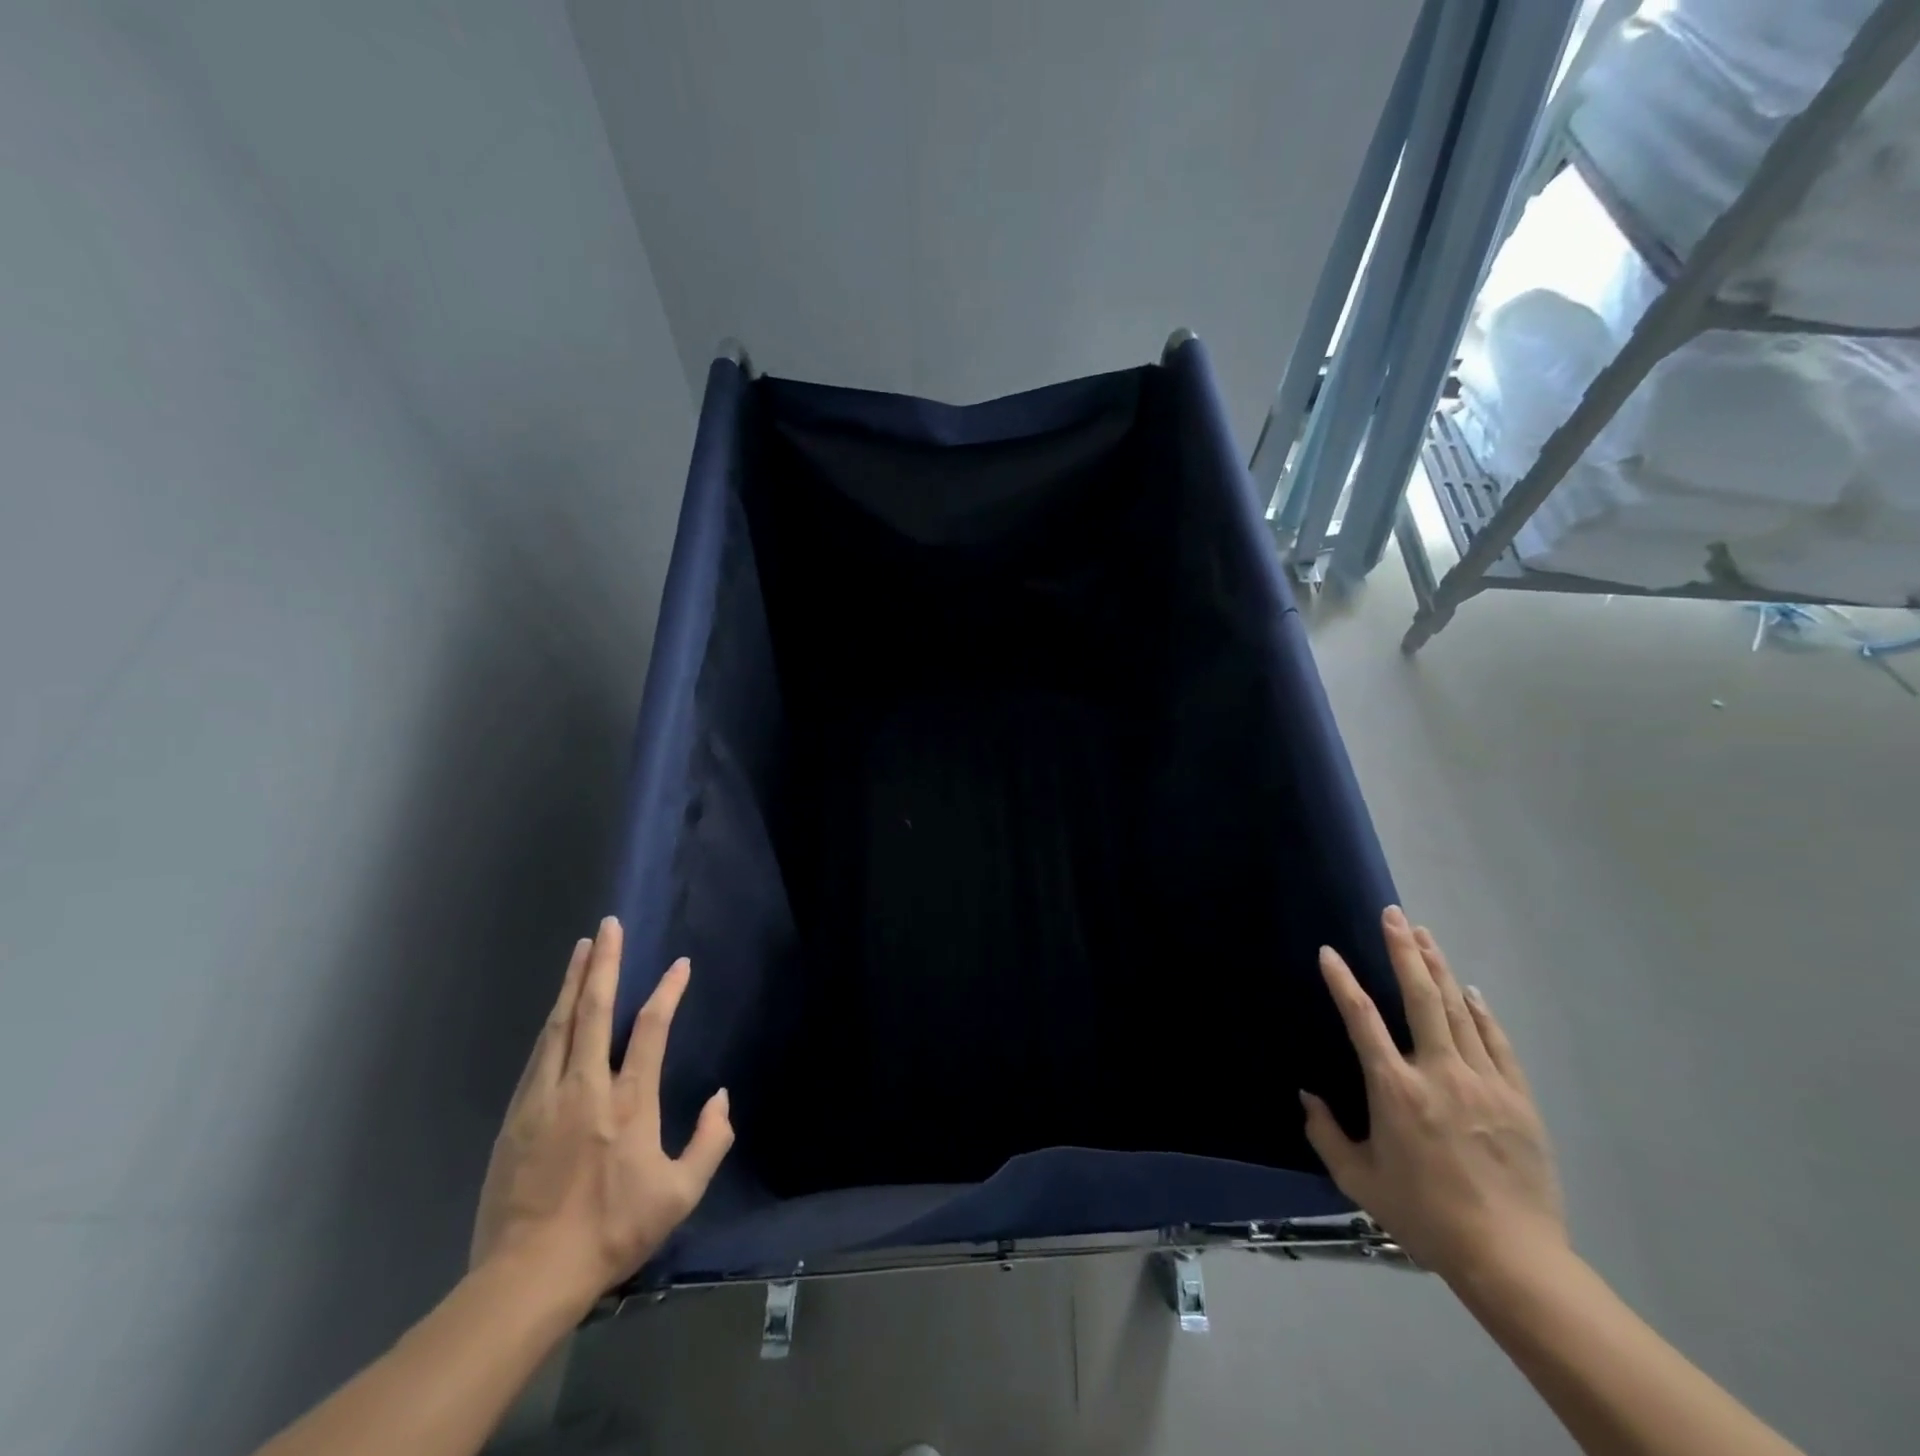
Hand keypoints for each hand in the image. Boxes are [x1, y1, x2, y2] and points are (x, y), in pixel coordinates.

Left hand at [469, 918, 732, 1302]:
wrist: (528, 1276)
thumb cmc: (612, 1231)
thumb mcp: (679, 1195)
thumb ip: (711, 1141)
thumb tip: (723, 1097)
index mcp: (629, 1102)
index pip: (650, 1029)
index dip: (667, 992)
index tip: (679, 965)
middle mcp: (585, 1087)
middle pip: (593, 1010)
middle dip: (605, 964)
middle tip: (609, 926)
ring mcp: (545, 1098)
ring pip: (559, 1025)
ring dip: (573, 982)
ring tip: (582, 949)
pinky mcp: (516, 1116)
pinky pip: (538, 1054)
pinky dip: (552, 1023)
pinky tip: (556, 1010)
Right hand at [1302, 907, 1565, 1286]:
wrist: (1512, 1259)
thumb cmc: (1425, 1217)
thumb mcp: (1360, 1182)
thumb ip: (1327, 1134)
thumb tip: (1307, 1095)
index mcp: (1396, 1091)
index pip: (1362, 1020)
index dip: (1342, 981)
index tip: (1329, 952)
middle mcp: (1439, 1073)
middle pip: (1421, 997)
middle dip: (1405, 951)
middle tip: (1394, 915)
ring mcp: (1484, 1082)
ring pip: (1459, 1010)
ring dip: (1439, 968)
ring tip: (1424, 935)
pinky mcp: (1517, 1098)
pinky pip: (1496, 1042)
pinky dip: (1481, 1012)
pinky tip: (1470, 990)